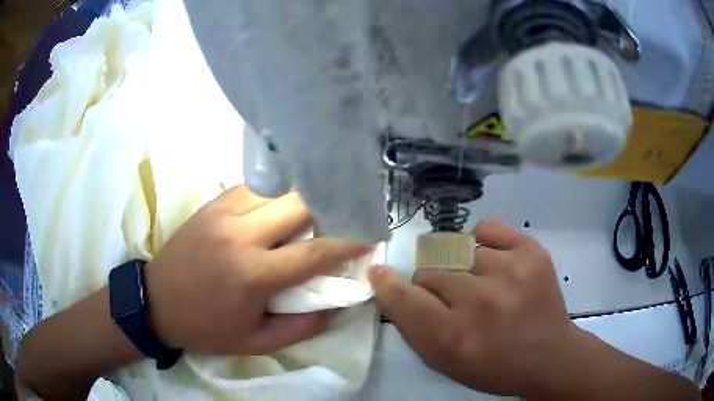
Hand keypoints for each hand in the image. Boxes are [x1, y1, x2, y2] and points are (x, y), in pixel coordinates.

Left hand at [146, 185, 371, 354]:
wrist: (156, 303)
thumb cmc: (205, 327)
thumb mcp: (255, 342)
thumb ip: (301, 326)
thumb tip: (334, 304)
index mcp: (252, 274)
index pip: (315, 250)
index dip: (348, 241)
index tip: (370, 233)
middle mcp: (240, 235)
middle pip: (299, 204)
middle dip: (329, 206)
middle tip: (345, 213)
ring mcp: (223, 213)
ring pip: (277, 188)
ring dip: (302, 196)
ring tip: (317, 207)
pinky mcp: (211, 204)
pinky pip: (253, 188)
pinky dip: (275, 194)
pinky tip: (281, 205)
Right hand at [368, 220, 580, 397]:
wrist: (548, 356)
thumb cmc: (492, 366)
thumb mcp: (443, 361)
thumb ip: (412, 325)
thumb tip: (388, 283)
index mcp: (453, 337)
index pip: (402, 297)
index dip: (388, 284)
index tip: (381, 274)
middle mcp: (479, 301)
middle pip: (429, 273)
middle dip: (433, 287)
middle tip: (454, 301)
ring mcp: (509, 271)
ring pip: (457, 252)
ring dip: (461, 270)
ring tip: (482, 286)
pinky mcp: (531, 251)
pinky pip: (487, 229)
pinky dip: (482, 243)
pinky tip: (492, 262)